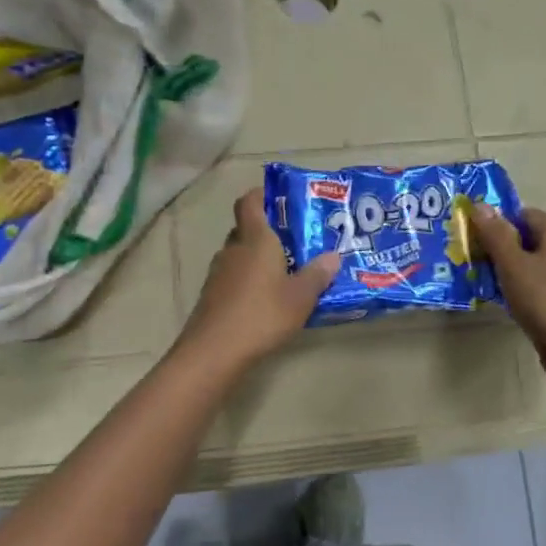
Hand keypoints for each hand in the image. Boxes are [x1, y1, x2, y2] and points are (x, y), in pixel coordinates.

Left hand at [176, 188, 339, 369]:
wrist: (214, 352)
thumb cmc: (262, 315)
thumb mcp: (300, 297)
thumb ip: (317, 275)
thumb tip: (333, 256)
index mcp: (255, 240)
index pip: (250, 202)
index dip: (261, 194)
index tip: (279, 197)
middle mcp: (233, 249)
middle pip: (246, 228)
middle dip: (267, 230)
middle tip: (294, 239)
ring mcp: (218, 273)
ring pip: (239, 254)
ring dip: (257, 258)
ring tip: (284, 270)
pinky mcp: (212, 295)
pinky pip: (233, 277)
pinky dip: (247, 279)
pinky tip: (265, 298)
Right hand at [469, 204, 545, 389]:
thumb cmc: (541, 298)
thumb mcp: (511, 263)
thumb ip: (495, 233)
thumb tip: (479, 204)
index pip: (523, 214)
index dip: (499, 223)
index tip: (478, 240)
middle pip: (531, 237)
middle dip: (505, 246)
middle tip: (481, 262)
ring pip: (537, 260)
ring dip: (515, 267)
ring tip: (492, 282)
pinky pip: (544, 280)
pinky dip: (528, 284)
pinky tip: (513, 298)